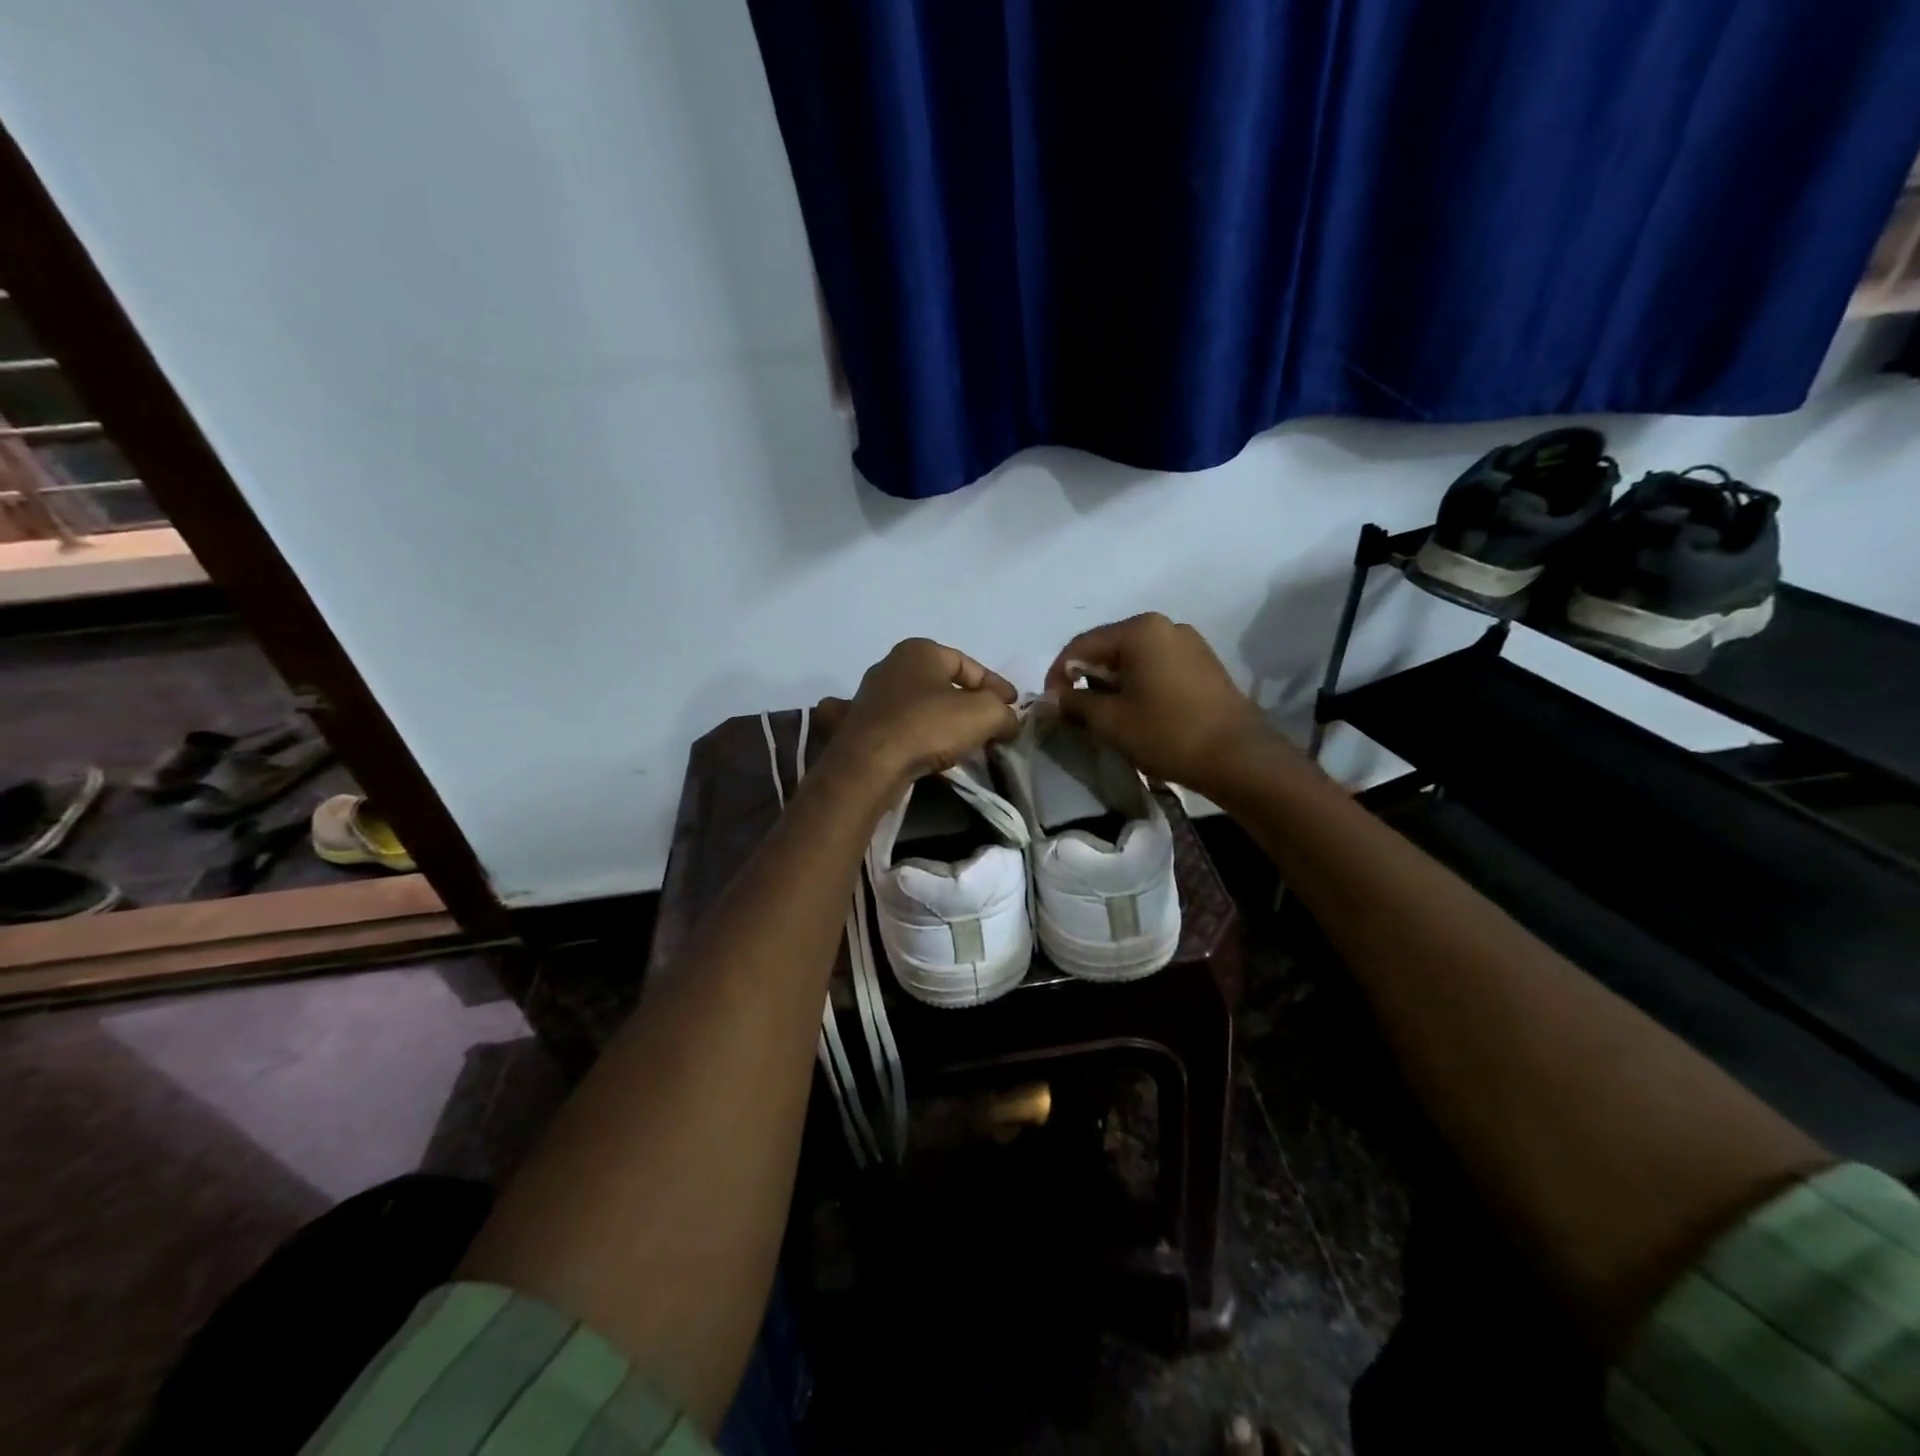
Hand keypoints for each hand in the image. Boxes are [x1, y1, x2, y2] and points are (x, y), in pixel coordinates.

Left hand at [818, 638, 1019, 791]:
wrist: (870, 764)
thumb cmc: (929, 726)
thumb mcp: (984, 714)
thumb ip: (1004, 713)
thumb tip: (1009, 722)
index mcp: (919, 651)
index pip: (968, 664)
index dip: (996, 685)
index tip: (1013, 706)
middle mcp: (890, 665)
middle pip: (942, 684)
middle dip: (969, 703)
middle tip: (991, 724)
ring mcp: (870, 696)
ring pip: (919, 706)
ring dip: (942, 721)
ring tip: (964, 742)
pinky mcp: (859, 726)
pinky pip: (899, 727)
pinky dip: (916, 735)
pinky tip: (928, 750)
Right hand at [1044, 613, 1276, 791]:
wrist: (1238, 758)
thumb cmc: (1167, 733)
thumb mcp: (1110, 720)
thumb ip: (1074, 703)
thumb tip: (1052, 698)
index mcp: (1140, 629)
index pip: (1081, 645)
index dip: (1057, 675)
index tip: (1050, 706)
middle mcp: (1165, 626)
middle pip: (1108, 649)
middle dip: (1086, 680)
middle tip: (1076, 714)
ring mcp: (1189, 644)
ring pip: (1133, 660)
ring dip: (1112, 685)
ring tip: (1105, 717)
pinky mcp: (1204, 665)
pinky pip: (1157, 668)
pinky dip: (1138, 686)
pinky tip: (1137, 714)